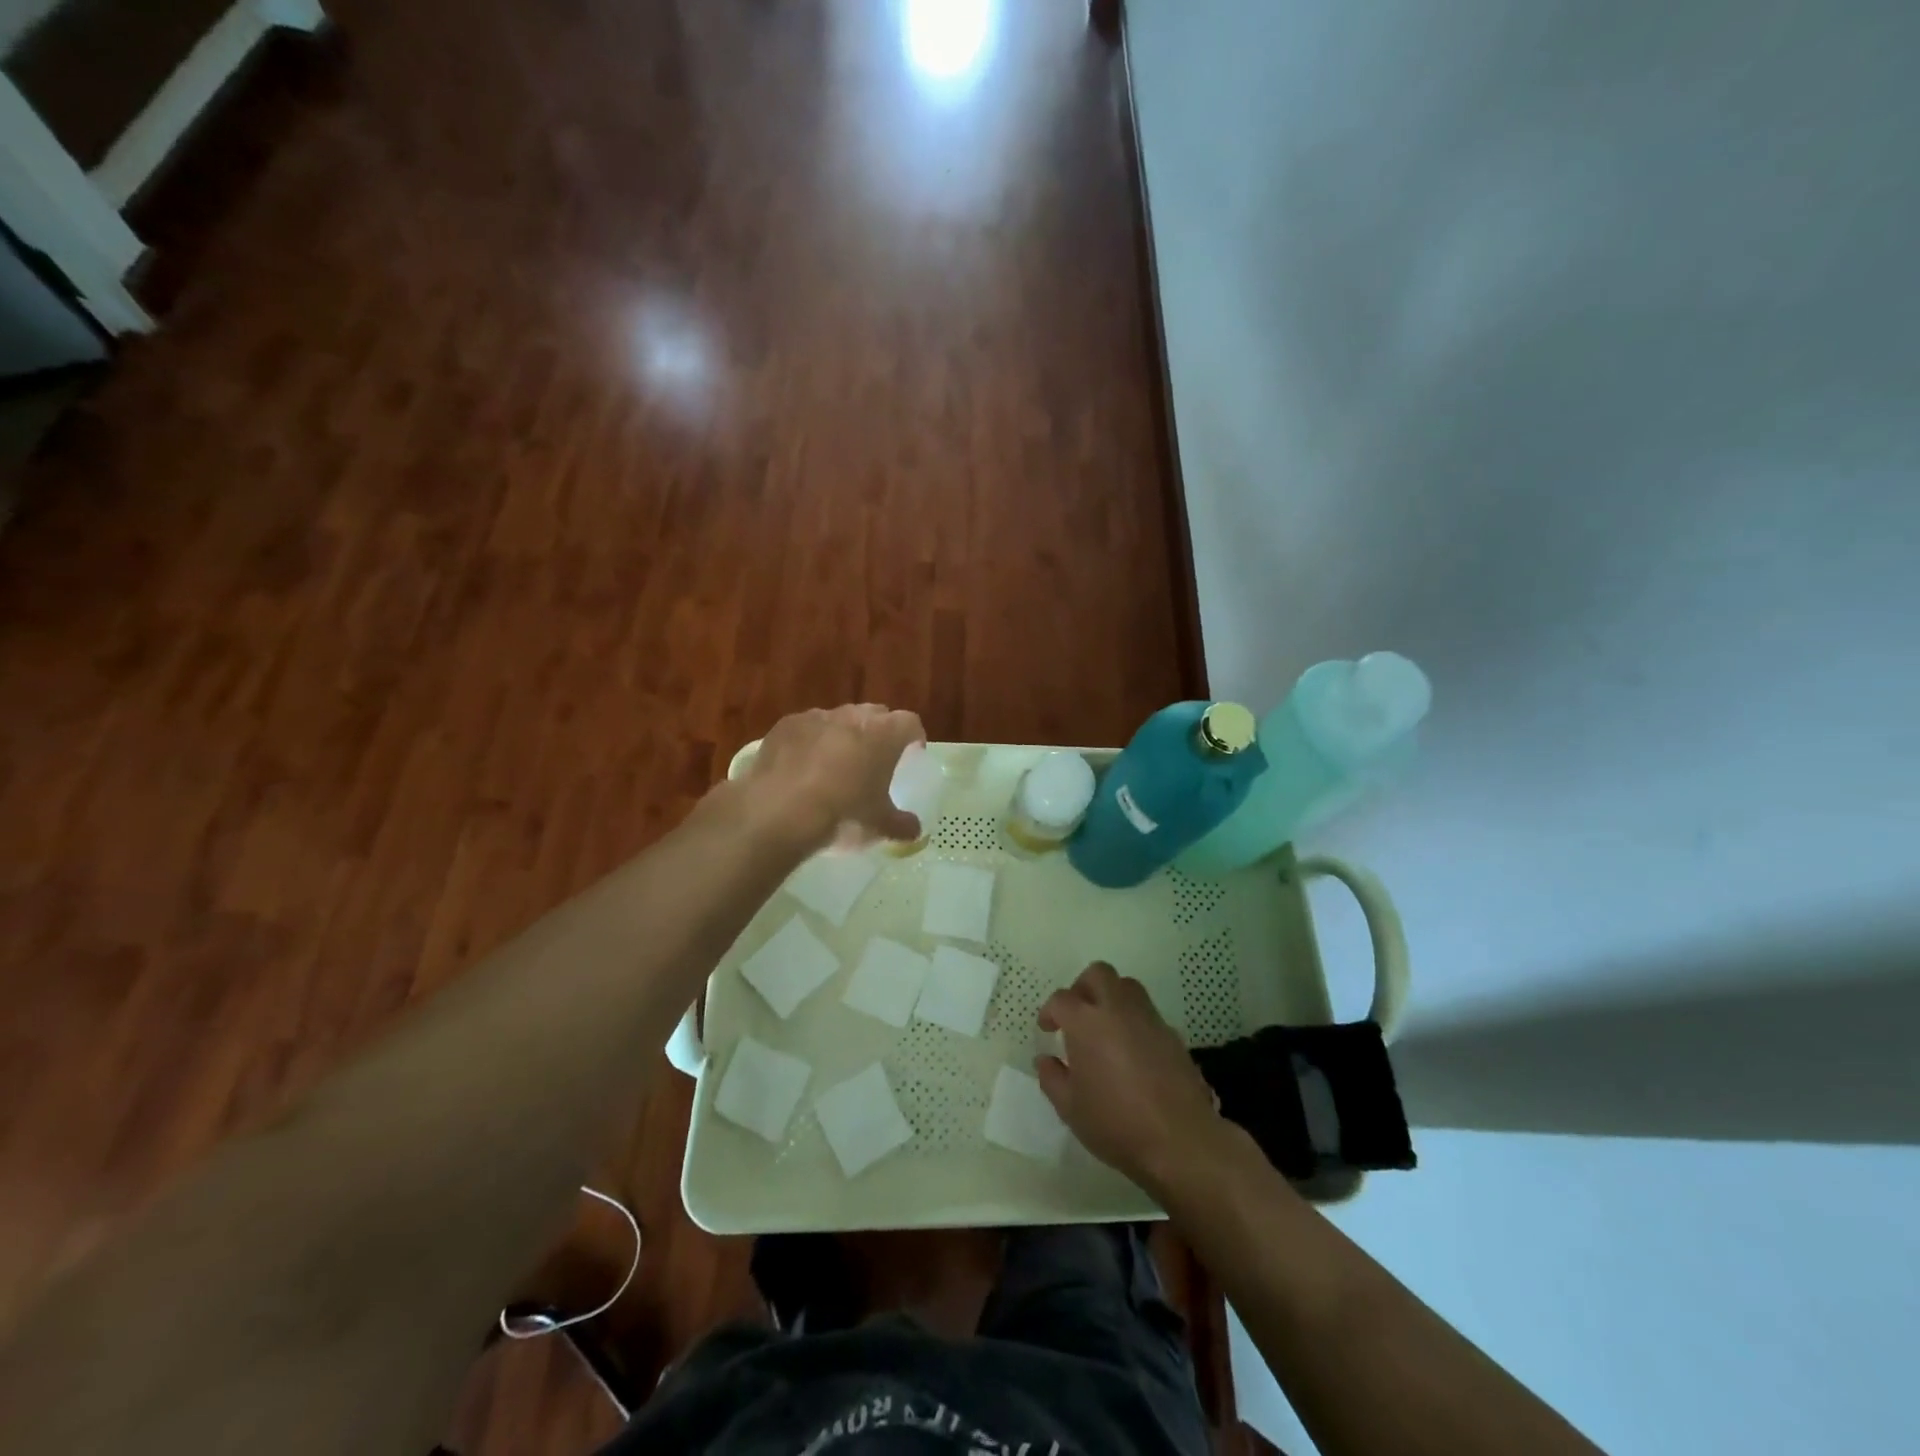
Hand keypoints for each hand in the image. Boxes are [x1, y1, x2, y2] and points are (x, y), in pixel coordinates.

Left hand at [740, 704, 925, 850]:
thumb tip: (915, 829)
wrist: (778, 813)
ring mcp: (816, 717)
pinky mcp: (784, 726)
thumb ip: (902, 825)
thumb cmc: (843, 815)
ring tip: (834, 765)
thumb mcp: (879, 826)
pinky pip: (805, 729)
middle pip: (875, 715)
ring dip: (842, 736)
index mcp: (885, 733)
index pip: (910, 723)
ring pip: (838, 719)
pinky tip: (801, 768)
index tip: (911, 754)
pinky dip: (809, 742)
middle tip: (874, 760)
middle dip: (878, 732)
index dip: (913, 738)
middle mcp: (853, 716)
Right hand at [1036, 962, 1227, 1195]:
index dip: (1050, 1011)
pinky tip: (1132, 1051)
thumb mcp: (1070, 1108)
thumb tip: (1046, 1059)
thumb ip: (1052, 1078)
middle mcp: (1117, 1009)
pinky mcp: (1172, 1034)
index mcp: (1086, 1022)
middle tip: (1077, 1014)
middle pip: (1098, 974)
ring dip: (1111, 997)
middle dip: (1082, 987)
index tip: (1048, 1029)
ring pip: (1127, 986)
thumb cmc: (1115, 1123)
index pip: (1062, 999)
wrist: (1180, 1139)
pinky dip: (1134, 1020)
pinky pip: (1147, 1012)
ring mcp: (1148, 1018)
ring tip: (1105, 1027)